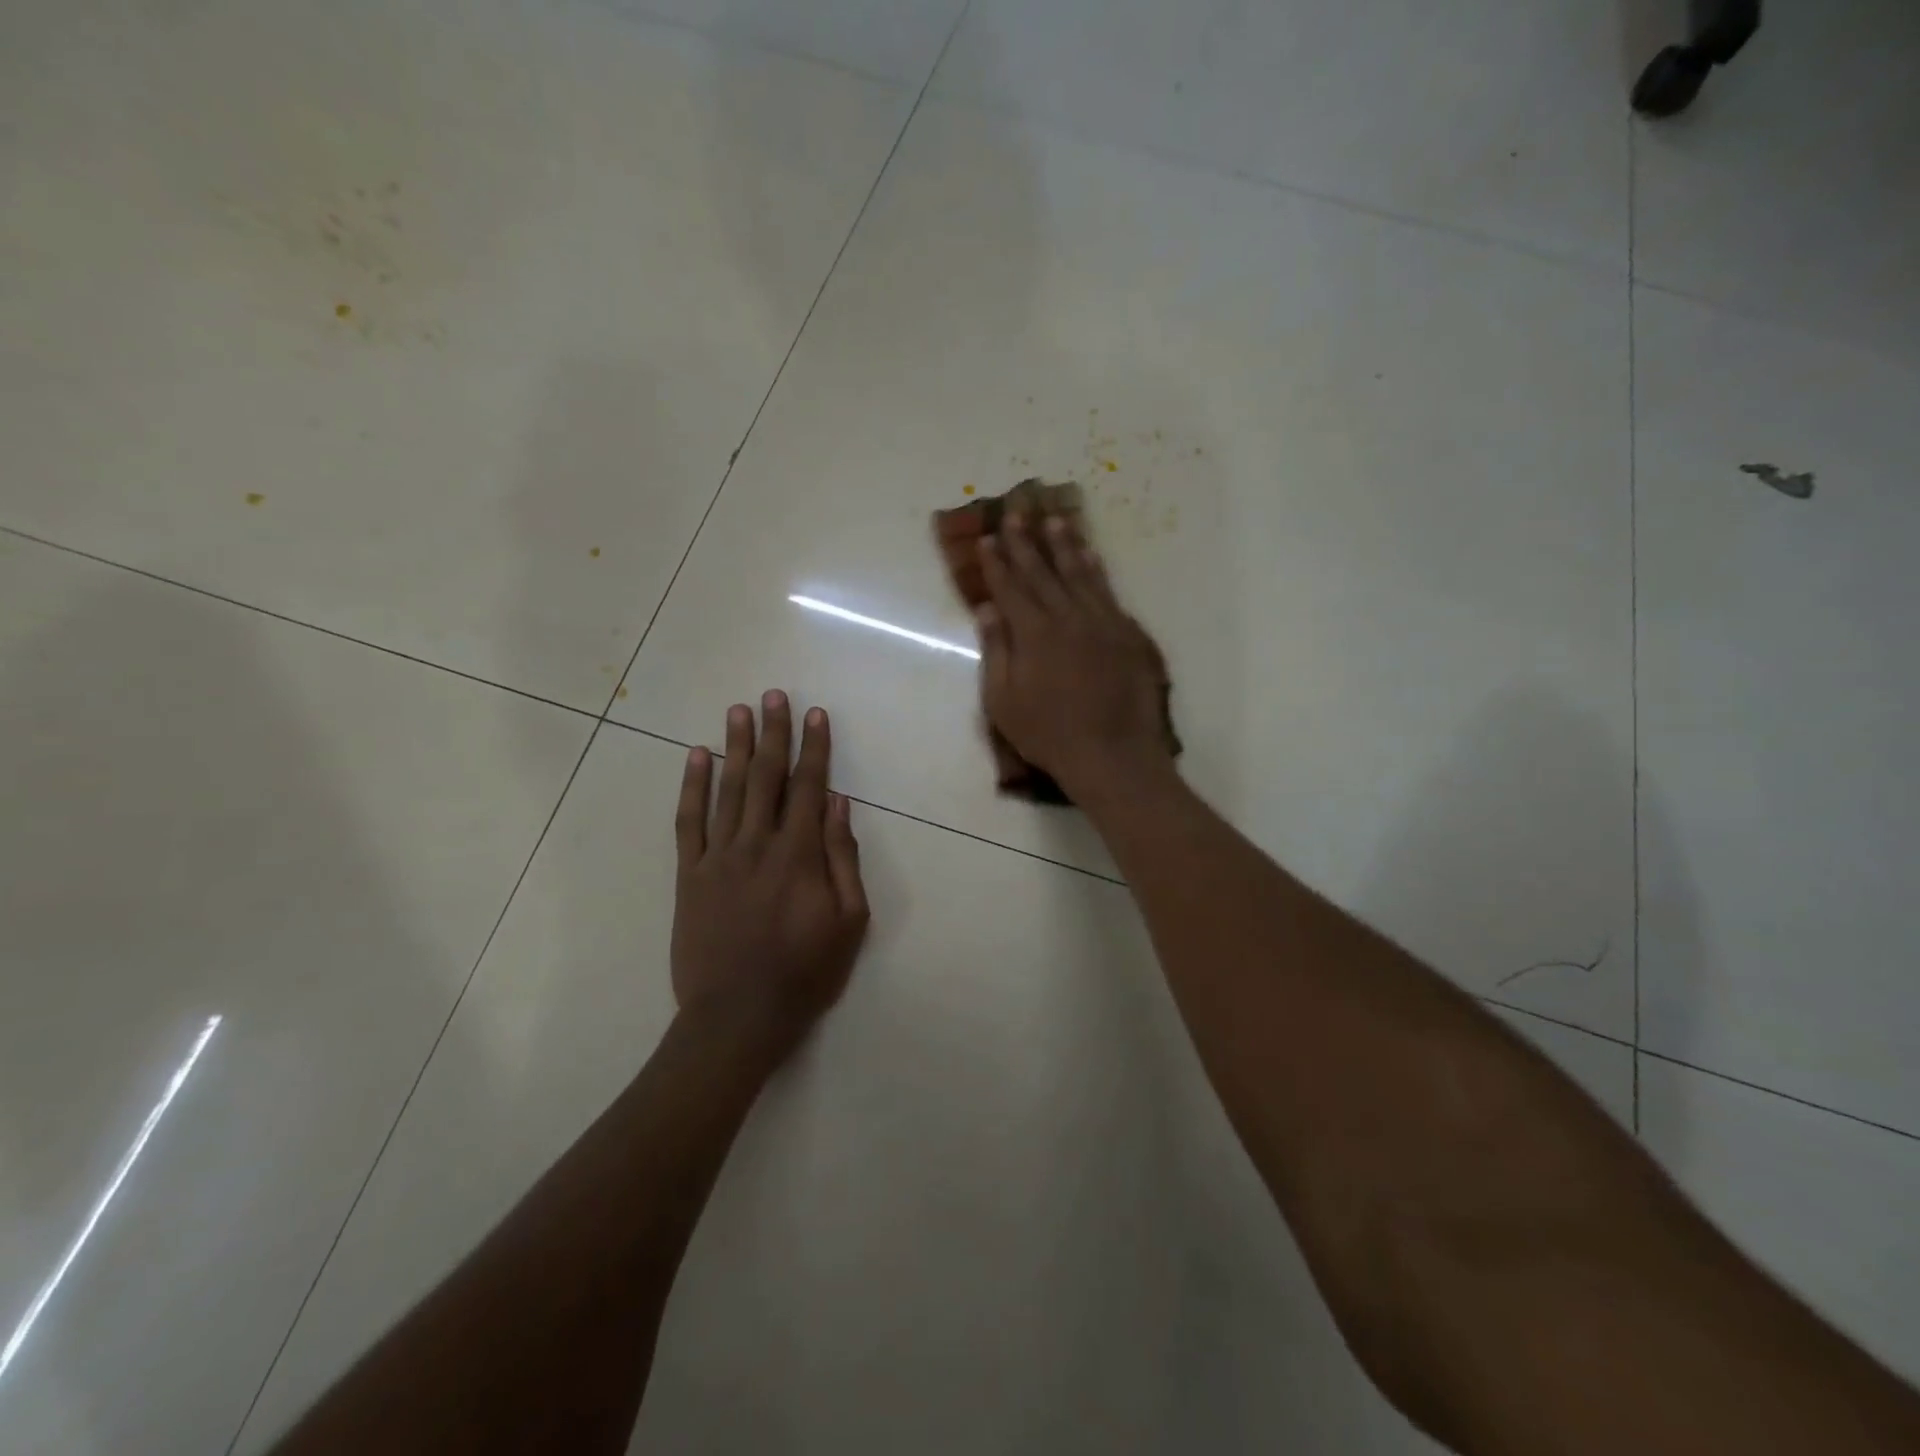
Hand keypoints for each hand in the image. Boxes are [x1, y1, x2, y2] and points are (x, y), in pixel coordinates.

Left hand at [672, 692, 869, 1050]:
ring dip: (735, 746)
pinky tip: (696, 756)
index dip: (814, 748)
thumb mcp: (849, 922)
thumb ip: (844, 859)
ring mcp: (718, 857)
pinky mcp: (690, 875)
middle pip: (767, 777)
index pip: (810, 787)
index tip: (815, 715)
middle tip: (773, 695)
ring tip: (738, 710)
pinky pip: (688, 822)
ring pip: (727, 789)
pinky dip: (692, 786)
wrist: (737, 1017)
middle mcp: (757, 844)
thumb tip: (840, 805)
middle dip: (773, 733)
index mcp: (799, 855)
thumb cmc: (804, 972)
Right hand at [976, 513, 1175, 803]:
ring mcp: (1102, 622)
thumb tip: (987, 609)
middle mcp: (1067, 617)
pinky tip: (1091, 556)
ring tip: (1055, 519)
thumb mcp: (1004, 701)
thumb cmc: (1049, 734)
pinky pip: (1108, 591)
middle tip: (1017, 511)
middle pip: (1043, 572)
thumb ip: (996, 651)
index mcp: (1033, 633)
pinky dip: (1097, 570)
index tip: (988, 537)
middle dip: (1026, 541)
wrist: (1113, 753)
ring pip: (1079, 573)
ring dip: (1065, 545)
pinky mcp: (1127, 633)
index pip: (1010, 587)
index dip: (997, 562)